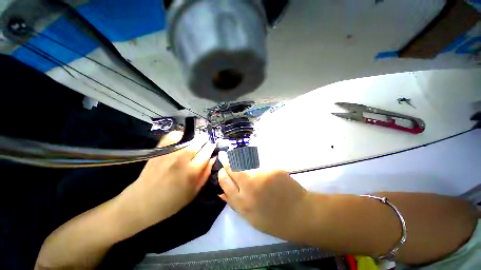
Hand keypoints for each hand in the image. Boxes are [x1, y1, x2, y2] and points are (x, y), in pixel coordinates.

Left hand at [119, 131, 215, 228]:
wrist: (142, 202)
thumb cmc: (172, 201)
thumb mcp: (194, 192)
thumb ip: (205, 174)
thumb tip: (213, 159)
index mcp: (193, 170)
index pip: (207, 152)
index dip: (211, 147)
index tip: (212, 146)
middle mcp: (182, 159)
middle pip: (198, 142)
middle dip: (205, 140)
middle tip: (206, 141)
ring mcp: (169, 153)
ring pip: (187, 139)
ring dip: (195, 138)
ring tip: (197, 140)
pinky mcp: (159, 151)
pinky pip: (170, 137)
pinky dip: (178, 134)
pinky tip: (181, 137)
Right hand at [217, 152, 309, 240]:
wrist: (300, 214)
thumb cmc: (273, 220)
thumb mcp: (250, 218)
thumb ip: (233, 203)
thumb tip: (221, 191)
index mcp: (243, 202)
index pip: (225, 181)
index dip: (222, 173)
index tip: (222, 170)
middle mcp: (250, 186)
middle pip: (233, 168)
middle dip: (227, 161)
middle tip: (225, 156)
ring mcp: (262, 175)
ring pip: (245, 162)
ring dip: (239, 159)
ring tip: (238, 158)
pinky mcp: (272, 169)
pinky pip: (259, 163)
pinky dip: (254, 162)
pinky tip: (258, 166)